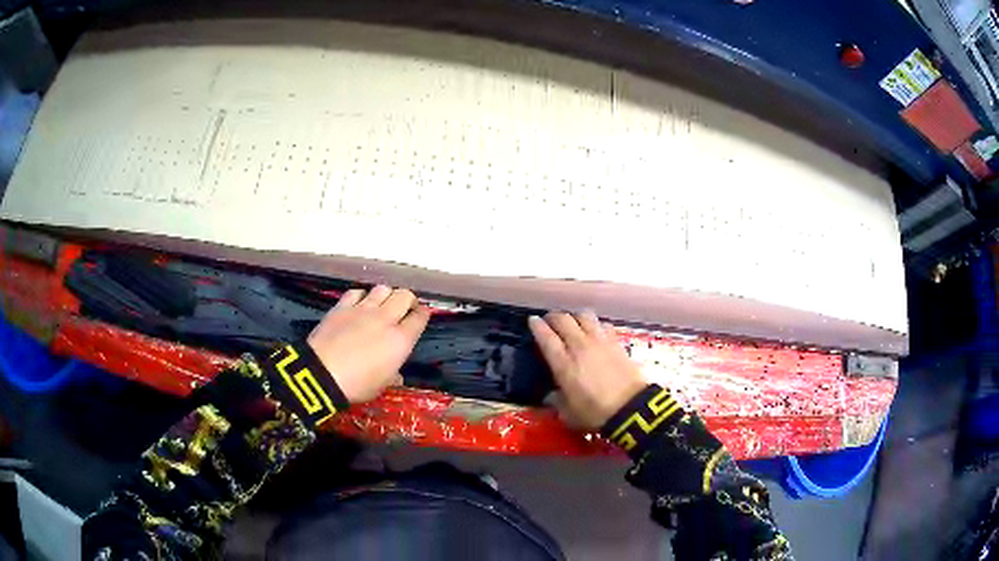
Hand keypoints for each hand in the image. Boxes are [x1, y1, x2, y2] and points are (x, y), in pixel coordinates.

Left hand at [307, 285, 429, 403]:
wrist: (322, 373)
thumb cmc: (357, 385)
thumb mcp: (381, 386)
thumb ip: (392, 376)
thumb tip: (397, 375)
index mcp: (400, 340)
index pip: (420, 318)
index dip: (423, 314)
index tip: (422, 316)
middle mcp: (385, 318)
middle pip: (404, 296)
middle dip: (408, 300)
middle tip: (405, 308)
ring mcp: (363, 309)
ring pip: (382, 289)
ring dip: (386, 295)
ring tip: (383, 303)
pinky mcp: (342, 306)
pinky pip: (357, 292)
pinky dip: (362, 296)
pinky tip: (359, 303)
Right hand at [529, 311, 646, 428]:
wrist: (631, 408)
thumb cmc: (595, 413)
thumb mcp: (567, 414)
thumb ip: (556, 401)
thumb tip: (550, 395)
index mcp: (563, 363)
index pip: (546, 336)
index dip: (537, 326)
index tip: (532, 321)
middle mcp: (579, 346)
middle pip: (563, 320)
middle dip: (553, 317)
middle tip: (550, 322)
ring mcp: (599, 341)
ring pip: (583, 315)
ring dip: (575, 317)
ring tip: (573, 323)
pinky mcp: (616, 342)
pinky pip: (602, 324)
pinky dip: (595, 324)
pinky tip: (595, 332)